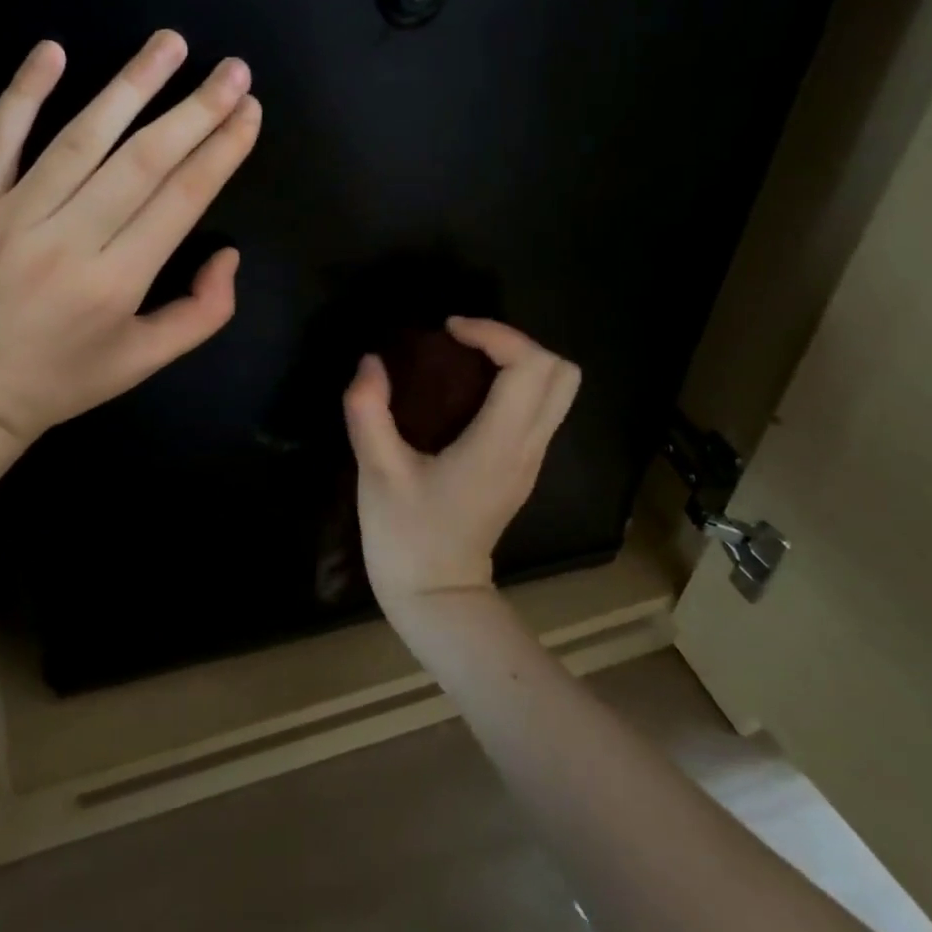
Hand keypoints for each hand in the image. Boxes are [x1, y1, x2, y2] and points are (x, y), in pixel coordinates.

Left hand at [0, 30, 261, 440]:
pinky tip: (54, 50)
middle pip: (143, 160)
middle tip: (232, 68)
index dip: (222, 151)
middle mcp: (70, 240)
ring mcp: (13, 215)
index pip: (182, 198)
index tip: (249, 110)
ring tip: (170, 43)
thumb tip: (229, 253)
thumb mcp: (144, 362)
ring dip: (130, 85)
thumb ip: (202, 313)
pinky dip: (24, 92)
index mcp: (117, 282)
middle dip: (196, 109)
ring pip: (81, 137)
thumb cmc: (63, 379)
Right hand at [343, 318, 580, 616]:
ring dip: (518, 361)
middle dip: (516, 342)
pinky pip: (538, 409)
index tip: (448, 331)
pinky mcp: (520, 468)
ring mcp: (530, 460)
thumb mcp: (376, 473)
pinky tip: (465, 392)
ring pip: (557, 391)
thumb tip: (371, 362)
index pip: (530, 366)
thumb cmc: (407, 537)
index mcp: (500, 444)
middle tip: (464, 343)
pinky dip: (514, 383)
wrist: (437, 599)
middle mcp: (528, 447)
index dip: (494, 333)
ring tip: (464, 360)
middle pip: (563, 373)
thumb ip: (368, 411)